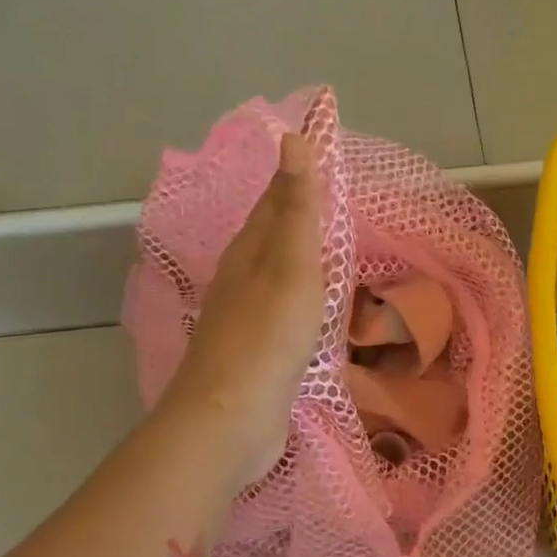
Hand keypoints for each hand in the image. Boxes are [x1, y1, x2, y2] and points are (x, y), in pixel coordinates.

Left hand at [162, 132, 324, 489]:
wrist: (230, 418)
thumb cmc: (267, 338)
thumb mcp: (291, 266)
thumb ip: (297, 208)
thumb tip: (293, 138)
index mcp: (249, 252)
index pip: (274, 201)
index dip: (295, 175)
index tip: (317, 151)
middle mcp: (241, 279)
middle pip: (270, 235)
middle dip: (294, 211)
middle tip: (326, 193)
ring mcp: (246, 318)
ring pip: (275, 273)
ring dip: (297, 254)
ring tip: (323, 242)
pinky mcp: (256, 353)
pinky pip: (283, 310)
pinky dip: (300, 296)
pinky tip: (311, 305)